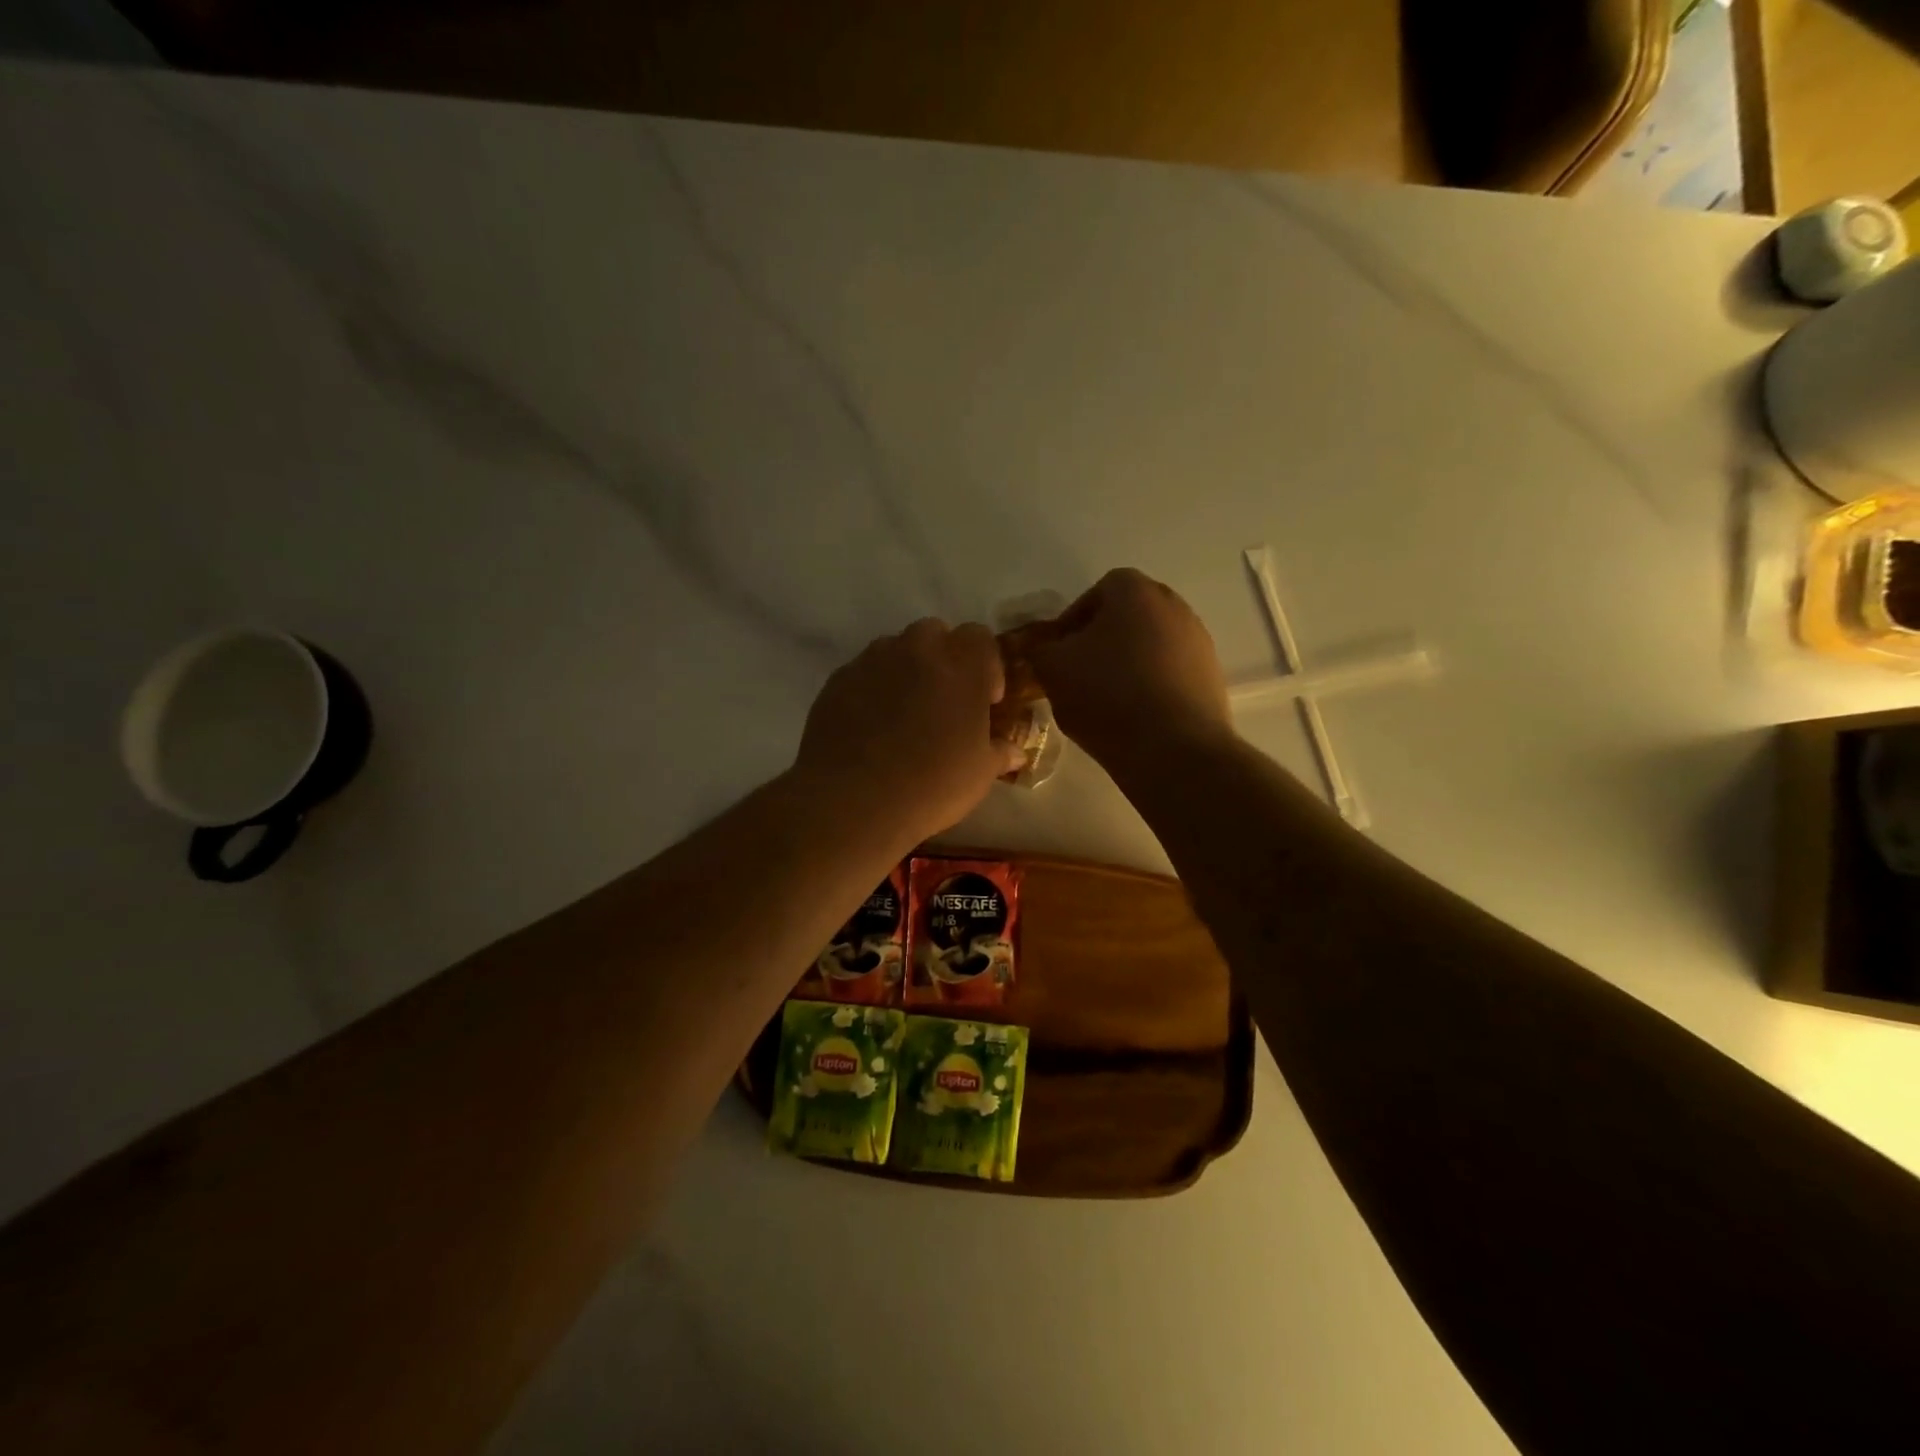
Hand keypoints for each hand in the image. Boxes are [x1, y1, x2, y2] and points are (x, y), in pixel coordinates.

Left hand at [796, 619, 1025, 846]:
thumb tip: (1013, 751)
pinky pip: (863, 673)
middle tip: (944, 702)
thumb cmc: (931, 786)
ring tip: (904, 714)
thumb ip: (998, 752)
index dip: (986, 665)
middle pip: (935, 634)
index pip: (979, 637)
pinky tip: (871, 727)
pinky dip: (872, 689)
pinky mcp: (837, 681)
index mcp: (961, 666)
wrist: (853, 803)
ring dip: (906, 670)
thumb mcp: (979, 775)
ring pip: (895, 649)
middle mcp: (916, 651)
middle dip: (944, 659)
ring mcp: (871, 662)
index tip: (985, 701)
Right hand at [1028, 568, 1233, 771]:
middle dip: (1100, 642)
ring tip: (1104, 701)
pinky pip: (1169, 675)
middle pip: (1127, 618)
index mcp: (1135, 591)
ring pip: (1149, 647)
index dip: (1071, 622)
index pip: (1096, 593)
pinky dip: (1150, 688)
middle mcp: (1174, 606)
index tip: (1057, 654)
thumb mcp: (1052, 669)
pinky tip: (1133, 718)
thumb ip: (1040, 649)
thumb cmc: (1108, 696)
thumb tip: (1044, 648)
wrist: (1174, 750)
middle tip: (1078, 675)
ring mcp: (1199, 643)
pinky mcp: (1211, 679)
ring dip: (1126, 666)